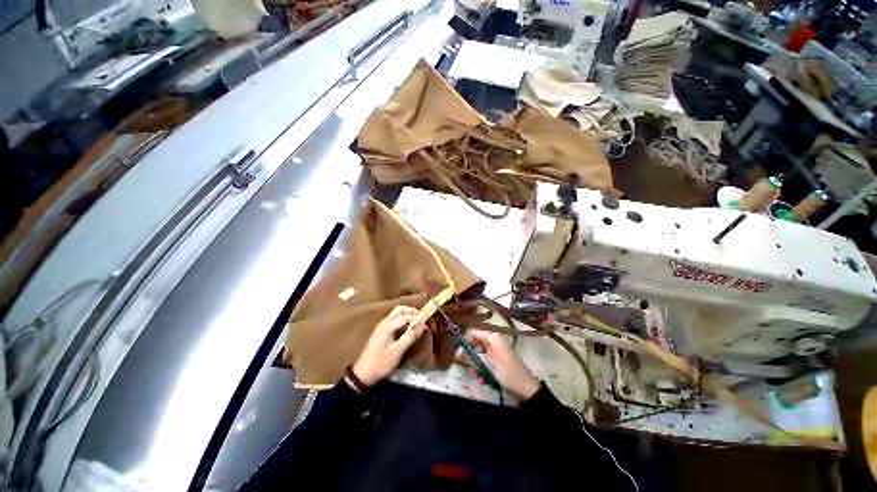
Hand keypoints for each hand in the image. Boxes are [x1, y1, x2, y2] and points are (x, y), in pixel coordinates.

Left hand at [350, 306, 425, 388]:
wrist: (363, 374)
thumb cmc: (381, 363)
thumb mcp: (397, 351)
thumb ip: (410, 337)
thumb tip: (422, 326)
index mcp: (387, 325)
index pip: (405, 316)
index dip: (417, 318)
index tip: (426, 323)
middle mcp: (384, 322)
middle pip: (399, 310)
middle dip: (411, 312)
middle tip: (422, 319)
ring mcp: (381, 326)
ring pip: (396, 314)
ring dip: (407, 315)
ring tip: (417, 323)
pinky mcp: (381, 332)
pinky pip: (394, 320)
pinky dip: (402, 320)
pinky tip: (407, 328)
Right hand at [455, 330, 540, 400]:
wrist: (526, 388)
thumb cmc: (505, 372)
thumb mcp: (486, 364)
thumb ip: (470, 357)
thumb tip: (456, 352)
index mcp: (493, 337)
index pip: (473, 333)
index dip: (465, 342)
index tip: (458, 355)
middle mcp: (495, 341)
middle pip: (476, 344)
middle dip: (471, 356)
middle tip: (467, 367)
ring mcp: (498, 351)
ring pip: (480, 354)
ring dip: (477, 365)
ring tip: (477, 376)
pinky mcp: (500, 361)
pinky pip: (487, 361)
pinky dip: (483, 369)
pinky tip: (483, 379)